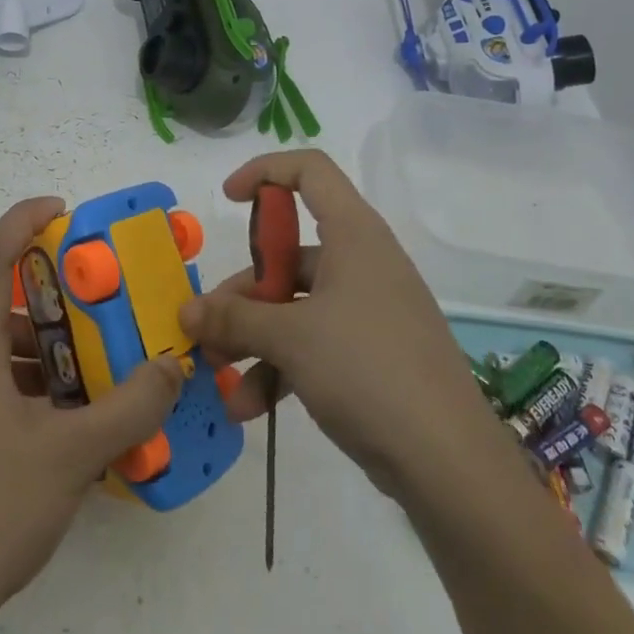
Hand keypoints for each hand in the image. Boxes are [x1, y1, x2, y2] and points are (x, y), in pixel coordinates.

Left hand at [0, 197, 184, 614]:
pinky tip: (71, 413)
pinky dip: (34, 377)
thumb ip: (131, 406)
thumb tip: (174, 365)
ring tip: (97, 357)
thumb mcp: (75, 454)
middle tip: (101, 296)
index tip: (64, 211)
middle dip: (52, 289)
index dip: (23, 220)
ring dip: (47, 340)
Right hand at [180, 151, 492, 497]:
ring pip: (295, 305)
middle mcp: (361, 263)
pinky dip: (279, 367)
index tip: (228, 201)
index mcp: (353, 234)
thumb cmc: (367, 369)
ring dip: (252, 337)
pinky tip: (249, 407)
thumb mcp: (290, 337)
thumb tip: (186, 313)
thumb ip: (233, 318)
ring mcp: (368, 311)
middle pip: (289, 254)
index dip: (265, 172)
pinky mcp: (370, 355)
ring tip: (217, 373)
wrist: (447, 461)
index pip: (310, 171)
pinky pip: (313, 344)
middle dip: (241, 290)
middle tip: (205, 326)